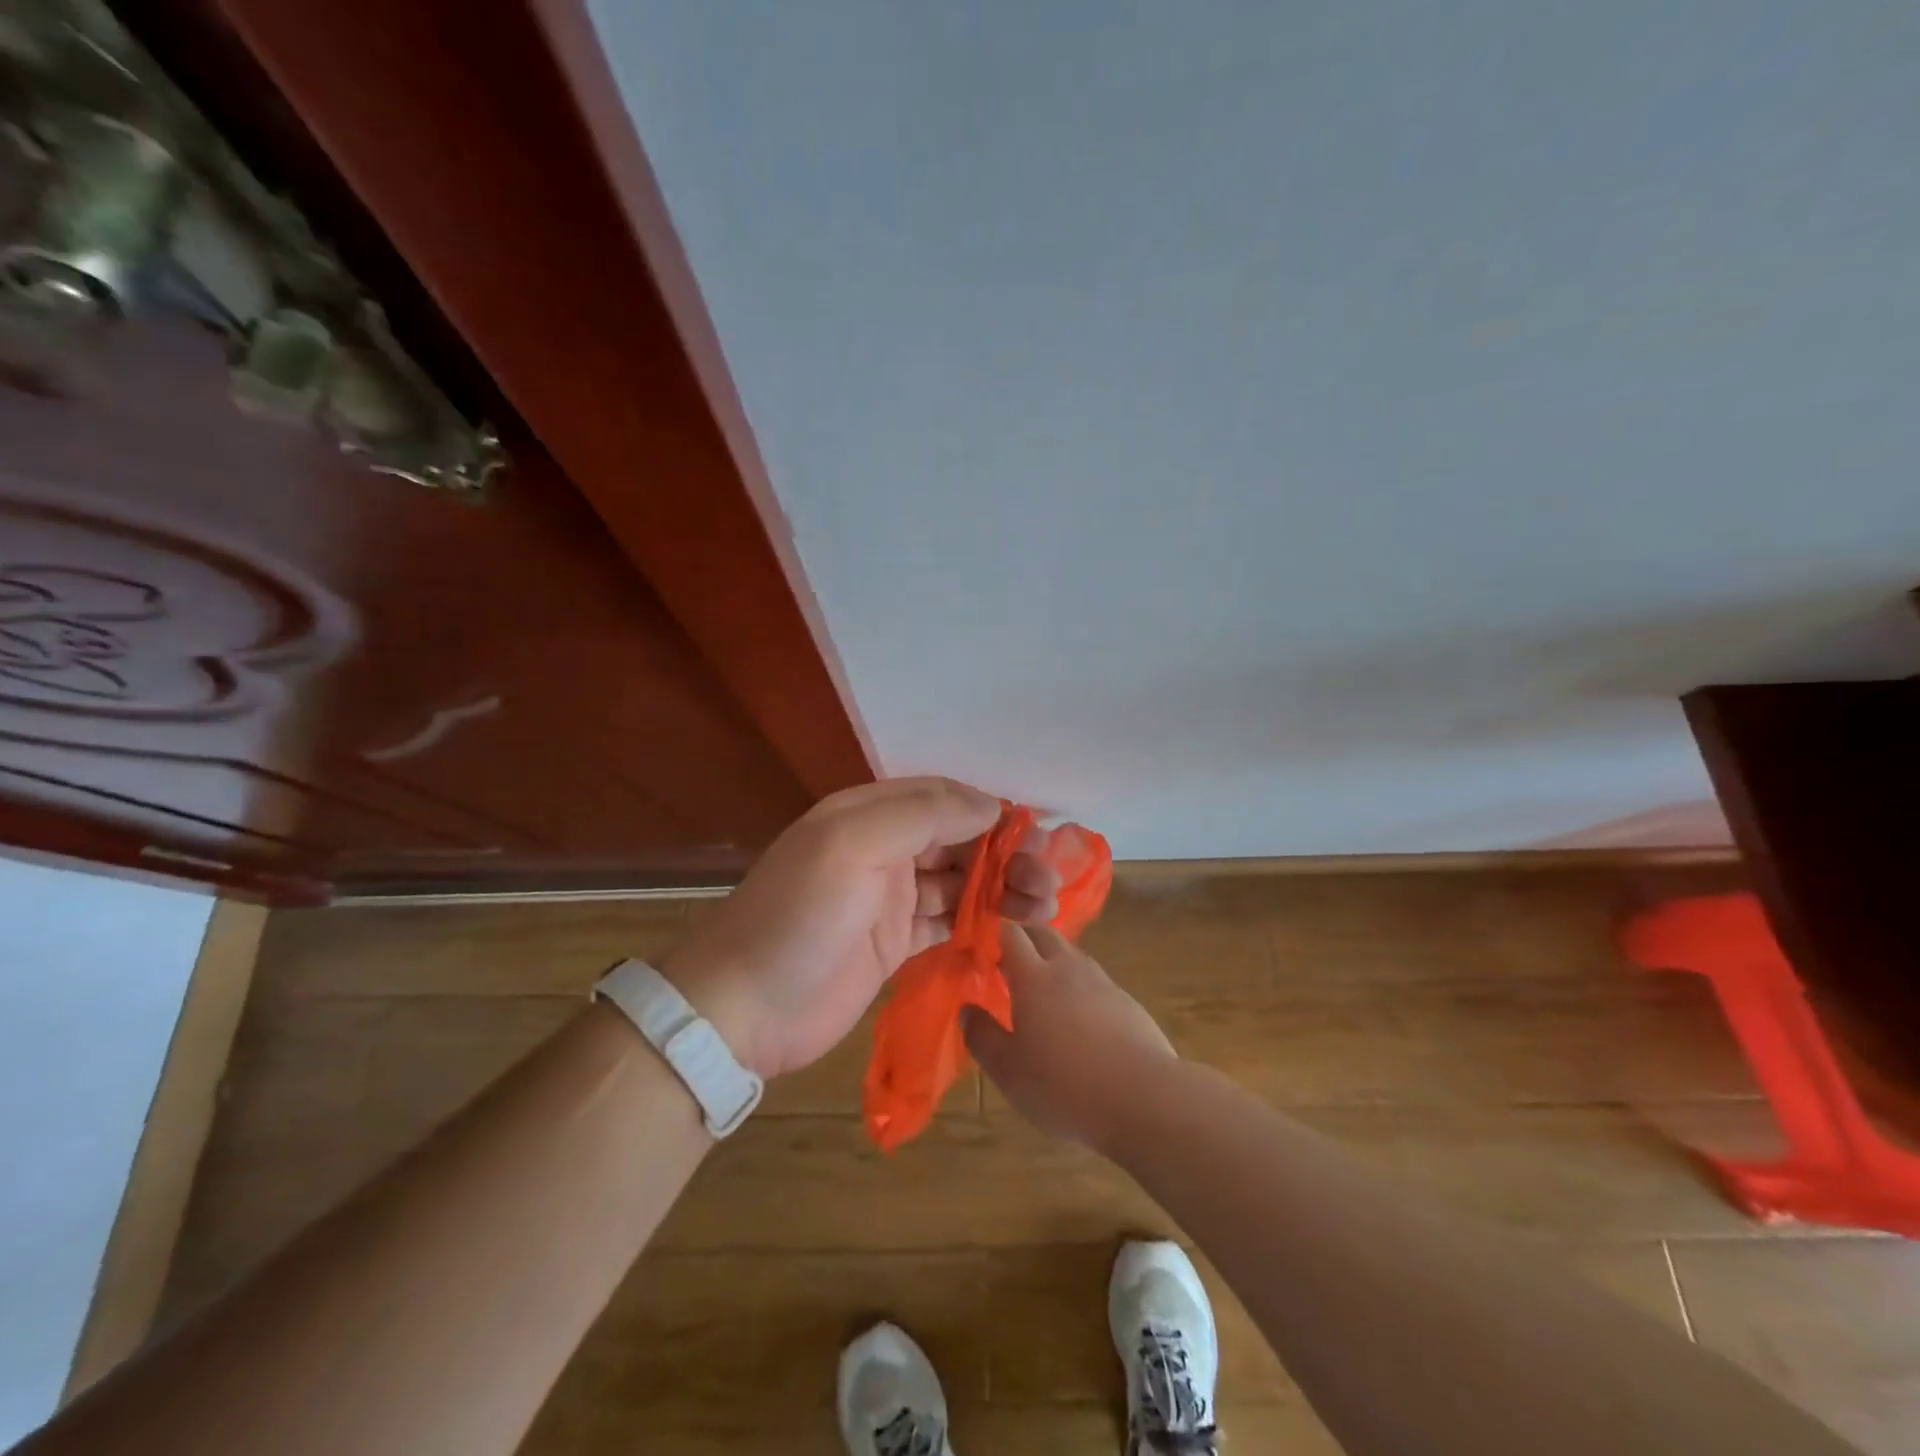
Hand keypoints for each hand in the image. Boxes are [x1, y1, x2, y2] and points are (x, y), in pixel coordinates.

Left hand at [664, 777, 1059, 1079]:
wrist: (742, 1010)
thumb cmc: (797, 917)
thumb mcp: (852, 846)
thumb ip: (921, 815)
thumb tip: (990, 804)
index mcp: (870, 815)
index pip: (944, 799)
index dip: (991, 813)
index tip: (1036, 834)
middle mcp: (884, 849)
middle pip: (959, 841)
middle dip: (1006, 855)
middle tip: (1048, 881)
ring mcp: (890, 899)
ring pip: (960, 883)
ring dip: (1002, 889)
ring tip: (1045, 906)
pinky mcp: (895, 944)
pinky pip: (949, 923)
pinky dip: (982, 923)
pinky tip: (1015, 930)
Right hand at [965, 924, 1177, 1150]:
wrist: (1144, 1098)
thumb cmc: (1064, 1085)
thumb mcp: (1008, 1071)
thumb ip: (983, 1036)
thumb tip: (967, 1009)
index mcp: (1033, 976)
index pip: (1010, 933)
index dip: (994, 933)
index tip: (980, 947)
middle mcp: (1068, 967)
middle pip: (1043, 934)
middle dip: (1024, 938)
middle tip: (1007, 963)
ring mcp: (1102, 982)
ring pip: (1072, 955)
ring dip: (1053, 961)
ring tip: (1041, 991)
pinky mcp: (1127, 1002)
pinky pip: (1095, 981)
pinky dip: (1079, 987)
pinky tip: (1078, 1019)